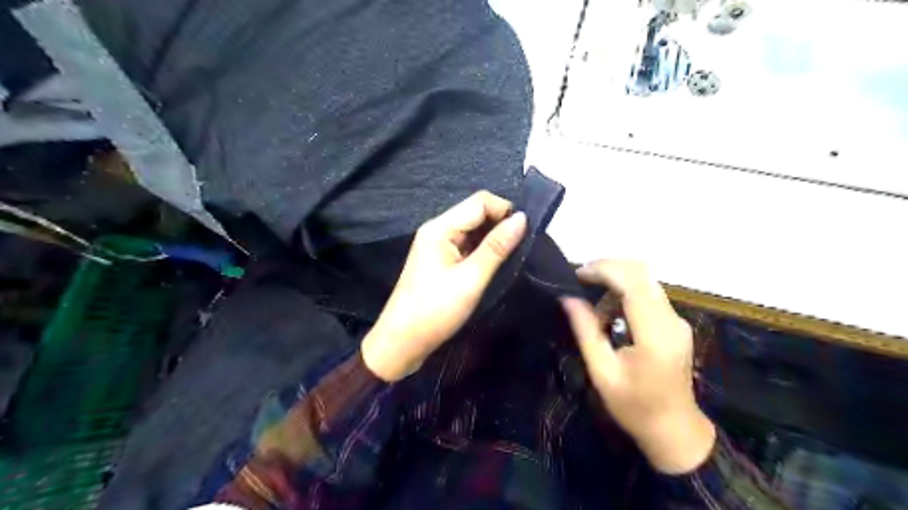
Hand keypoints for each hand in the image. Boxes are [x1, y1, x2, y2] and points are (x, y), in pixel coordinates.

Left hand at [363, 191, 529, 381]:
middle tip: (524, 245)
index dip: (505, 210)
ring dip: (493, 238)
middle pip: (475, 213)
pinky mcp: (440, 260)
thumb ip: (497, 247)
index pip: (480, 202)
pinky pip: (466, 245)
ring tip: (513, 255)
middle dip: (501, 224)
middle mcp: (437, 230)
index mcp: (440, 228)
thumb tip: (522, 218)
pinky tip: (496, 263)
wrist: (402, 342)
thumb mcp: (471, 279)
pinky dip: (483, 250)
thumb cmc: (435, 310)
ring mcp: (438, 246)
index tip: (527, 231)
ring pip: (473, 230)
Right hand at [561, 260, 716, 476]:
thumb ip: (585, 331)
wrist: (674, 430)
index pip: (633, 282)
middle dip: (608, 268)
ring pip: (646, 280)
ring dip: (616, 282)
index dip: (604, 269)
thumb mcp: (602, 371)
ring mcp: (677, 320)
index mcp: (654, 334)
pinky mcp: (675, 324)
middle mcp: (671, 320)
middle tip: (581, 280)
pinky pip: (649, 294)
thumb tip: (567, 298)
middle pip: (642, 273)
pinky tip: (610, 315)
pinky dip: (625, 294)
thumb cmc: (634, 406)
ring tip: (593, 307)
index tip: (577, 274)